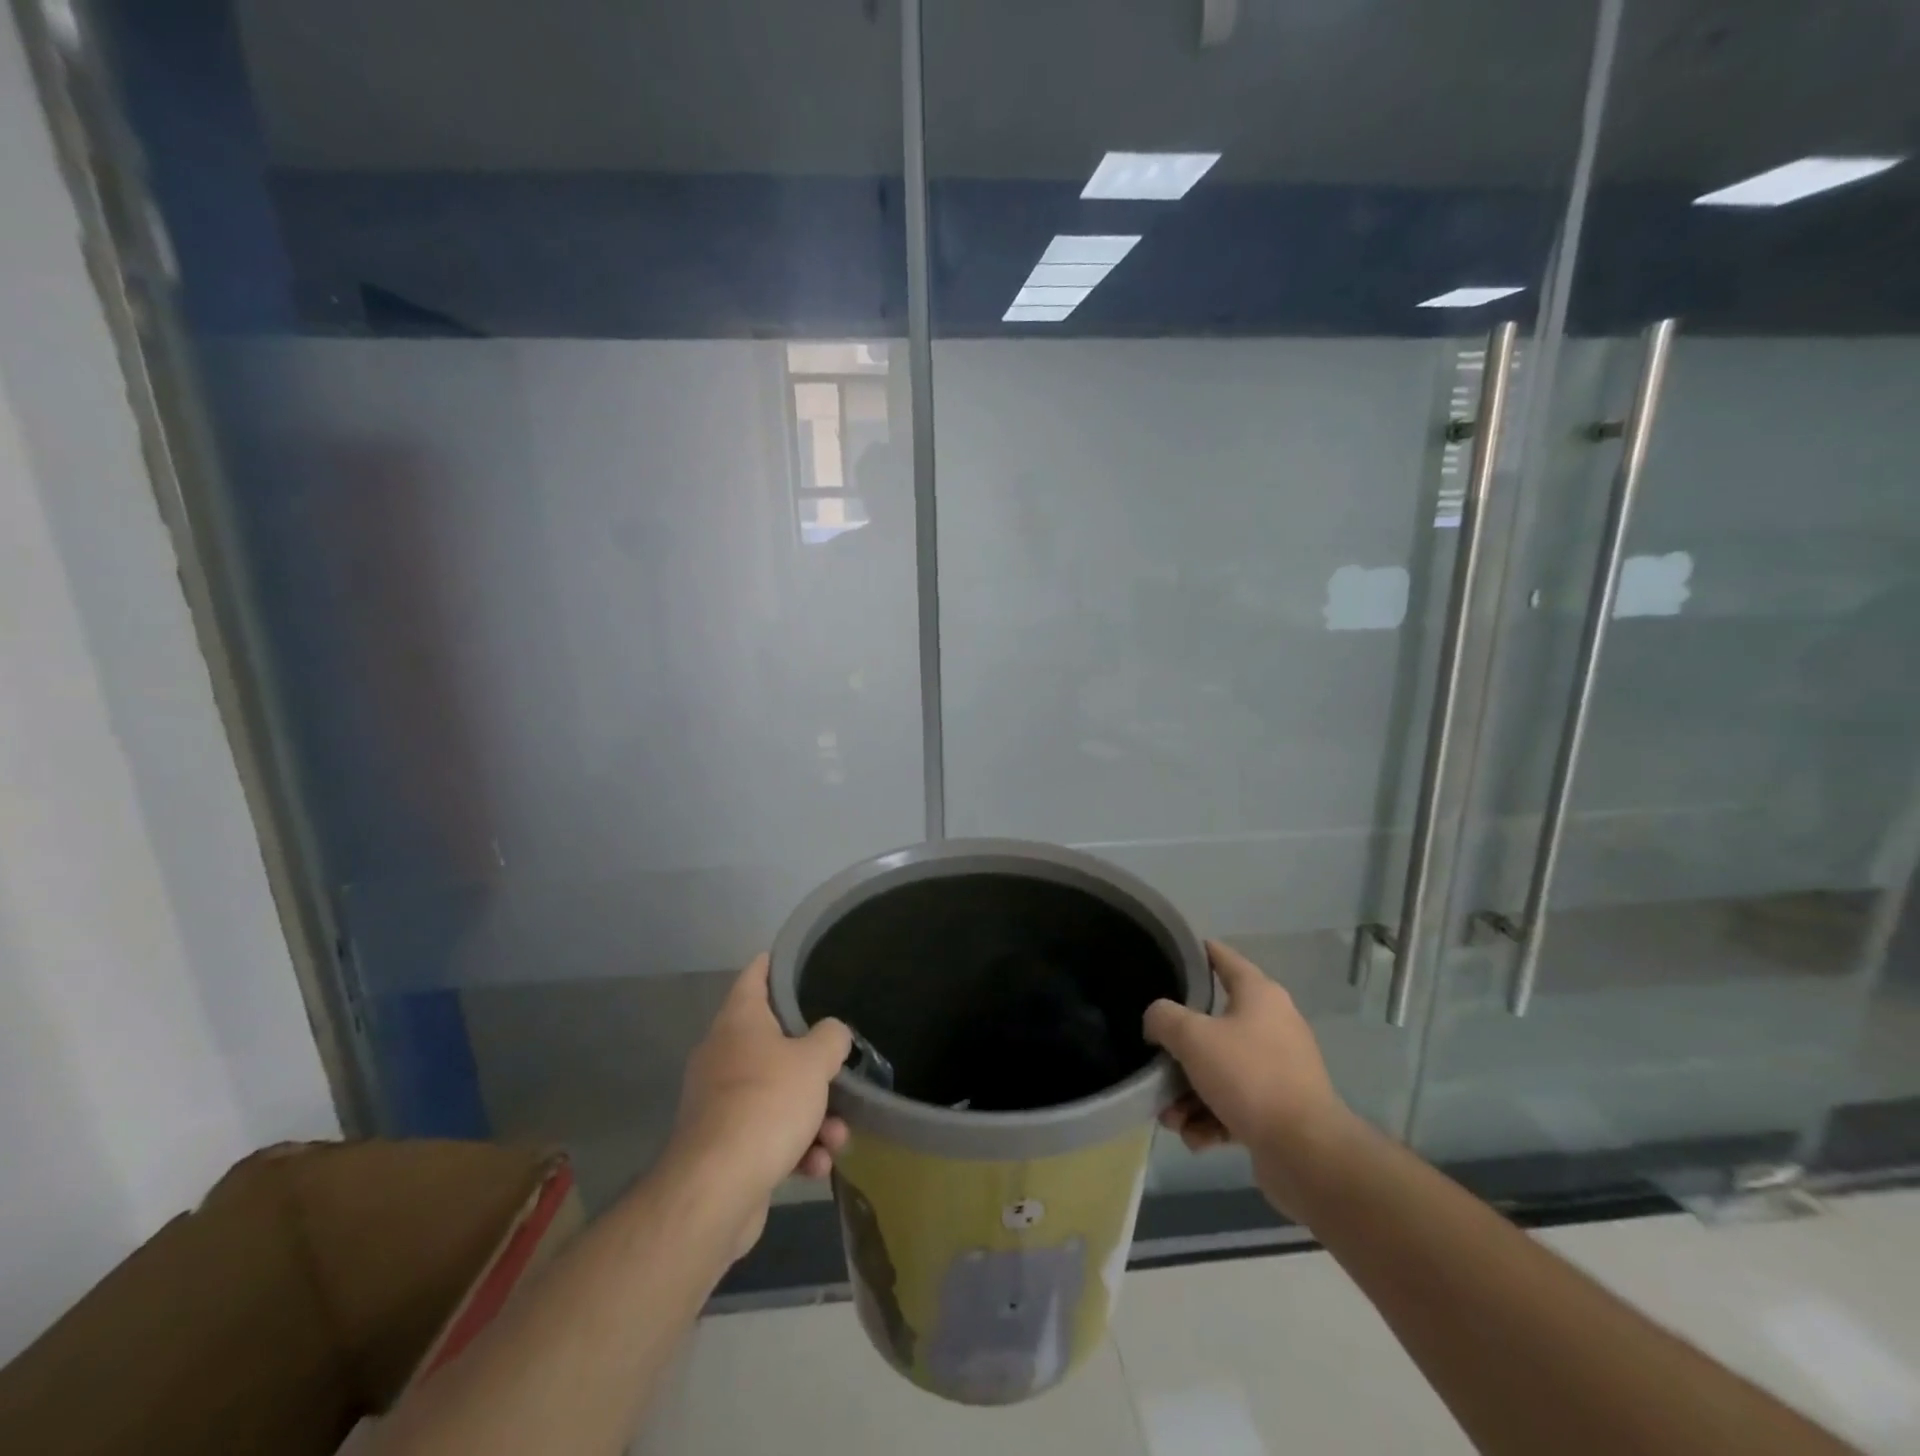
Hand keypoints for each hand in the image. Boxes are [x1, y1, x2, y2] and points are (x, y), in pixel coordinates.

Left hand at [669, 954, 851, 1255]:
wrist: (716, 1189)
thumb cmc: (767, 1103)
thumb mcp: (814, 1061)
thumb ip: (831, 1038)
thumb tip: (831, 1035)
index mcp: (739, 1022)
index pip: (754, 976)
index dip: (774, 963)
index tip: (795, 957)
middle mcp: (723, 1055)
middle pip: (775, 1044)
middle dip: (814, 1066)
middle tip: (841, 1070)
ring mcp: (720, 1102)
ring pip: (777, 1094)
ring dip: (813, 1116)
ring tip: (837, 1137)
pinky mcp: (723, 1145)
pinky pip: (768, 1133)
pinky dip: (794, 1146)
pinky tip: (816, 1166)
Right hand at [1144, 940, 1352, 1211]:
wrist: (1306, 1152)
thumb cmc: (1249, 1077)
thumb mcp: (1192, 1037)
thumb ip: (1163, 1017)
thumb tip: (1157, 1022)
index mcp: (1259, 994)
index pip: (1222, 957)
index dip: (1196, 951)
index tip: (1168, 953)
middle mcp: (1272, 1024)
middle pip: (1211, 1025)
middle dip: (1178, 1052)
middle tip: (1157, 1065)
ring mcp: (1277, 1068)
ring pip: (1218, 1070)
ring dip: (1188, 1094)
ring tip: (1172, 1118)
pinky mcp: (1278, 1108)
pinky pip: (1233, 1103)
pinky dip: (1211, 1118)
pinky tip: (1196, 1138)